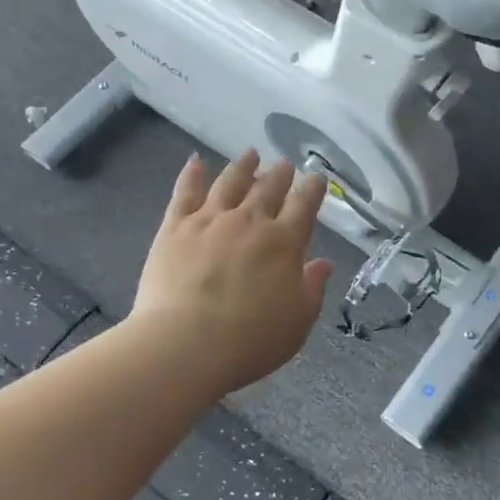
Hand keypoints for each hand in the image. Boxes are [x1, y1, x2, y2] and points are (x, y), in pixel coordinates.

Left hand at [129, 151, 334, 394]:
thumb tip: (324, 263)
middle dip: (280, 173)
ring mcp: (210, 219)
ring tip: (250, 154)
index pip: (304, 205)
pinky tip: (195, 162)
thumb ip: (312, 288)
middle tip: (285, 165)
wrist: (184, 345)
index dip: (312, 189)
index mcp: (284, 242)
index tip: (316, 178)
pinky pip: (185, 192)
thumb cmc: (249, 341)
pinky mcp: (175, 227)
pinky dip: (192, 174)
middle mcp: (250, 221)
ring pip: (230, 181)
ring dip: (243, 166)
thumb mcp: (297, 322)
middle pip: (269, 187)